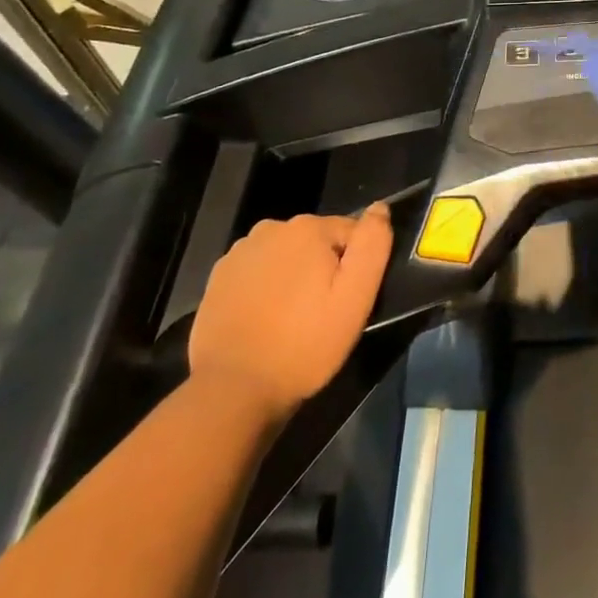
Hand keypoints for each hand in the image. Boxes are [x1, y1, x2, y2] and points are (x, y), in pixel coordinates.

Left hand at [189, 204, 392, 413]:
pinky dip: (265, 289)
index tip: (347, 301)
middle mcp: (271, 228)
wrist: (232, 390)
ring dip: (293, 277)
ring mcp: (239, 253)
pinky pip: (256, 273)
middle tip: (321, 313)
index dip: (354, 267)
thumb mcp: (355, 298)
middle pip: (315, 242)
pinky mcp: (218, 278)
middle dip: (323, 269)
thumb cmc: (304, 344)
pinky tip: (264, 321)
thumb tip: (380, 208)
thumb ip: (372, 245)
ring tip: (291, 320)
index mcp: (308, 227)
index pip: (350, 233)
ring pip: (285, 256)